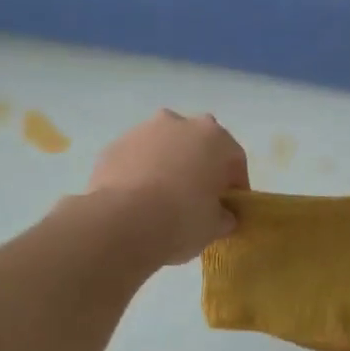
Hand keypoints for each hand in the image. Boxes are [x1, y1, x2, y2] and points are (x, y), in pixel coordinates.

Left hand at [89, 110, 248, 264]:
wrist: (120, 221)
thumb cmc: (180, 219)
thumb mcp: (214, 226)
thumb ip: (224, 216)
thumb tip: (223, 216)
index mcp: (214, 138)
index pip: (235, 159)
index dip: (235, 186)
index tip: (230, 208)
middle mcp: (180, 124)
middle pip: (198, 144)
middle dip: (200, 166)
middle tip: (197, 198)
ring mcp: (143, 131)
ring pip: (164, 147)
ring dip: (168, 165)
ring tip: (162, 200)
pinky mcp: (114, 146)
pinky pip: (137, 158)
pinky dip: (140, 173)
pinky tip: (137, 201)